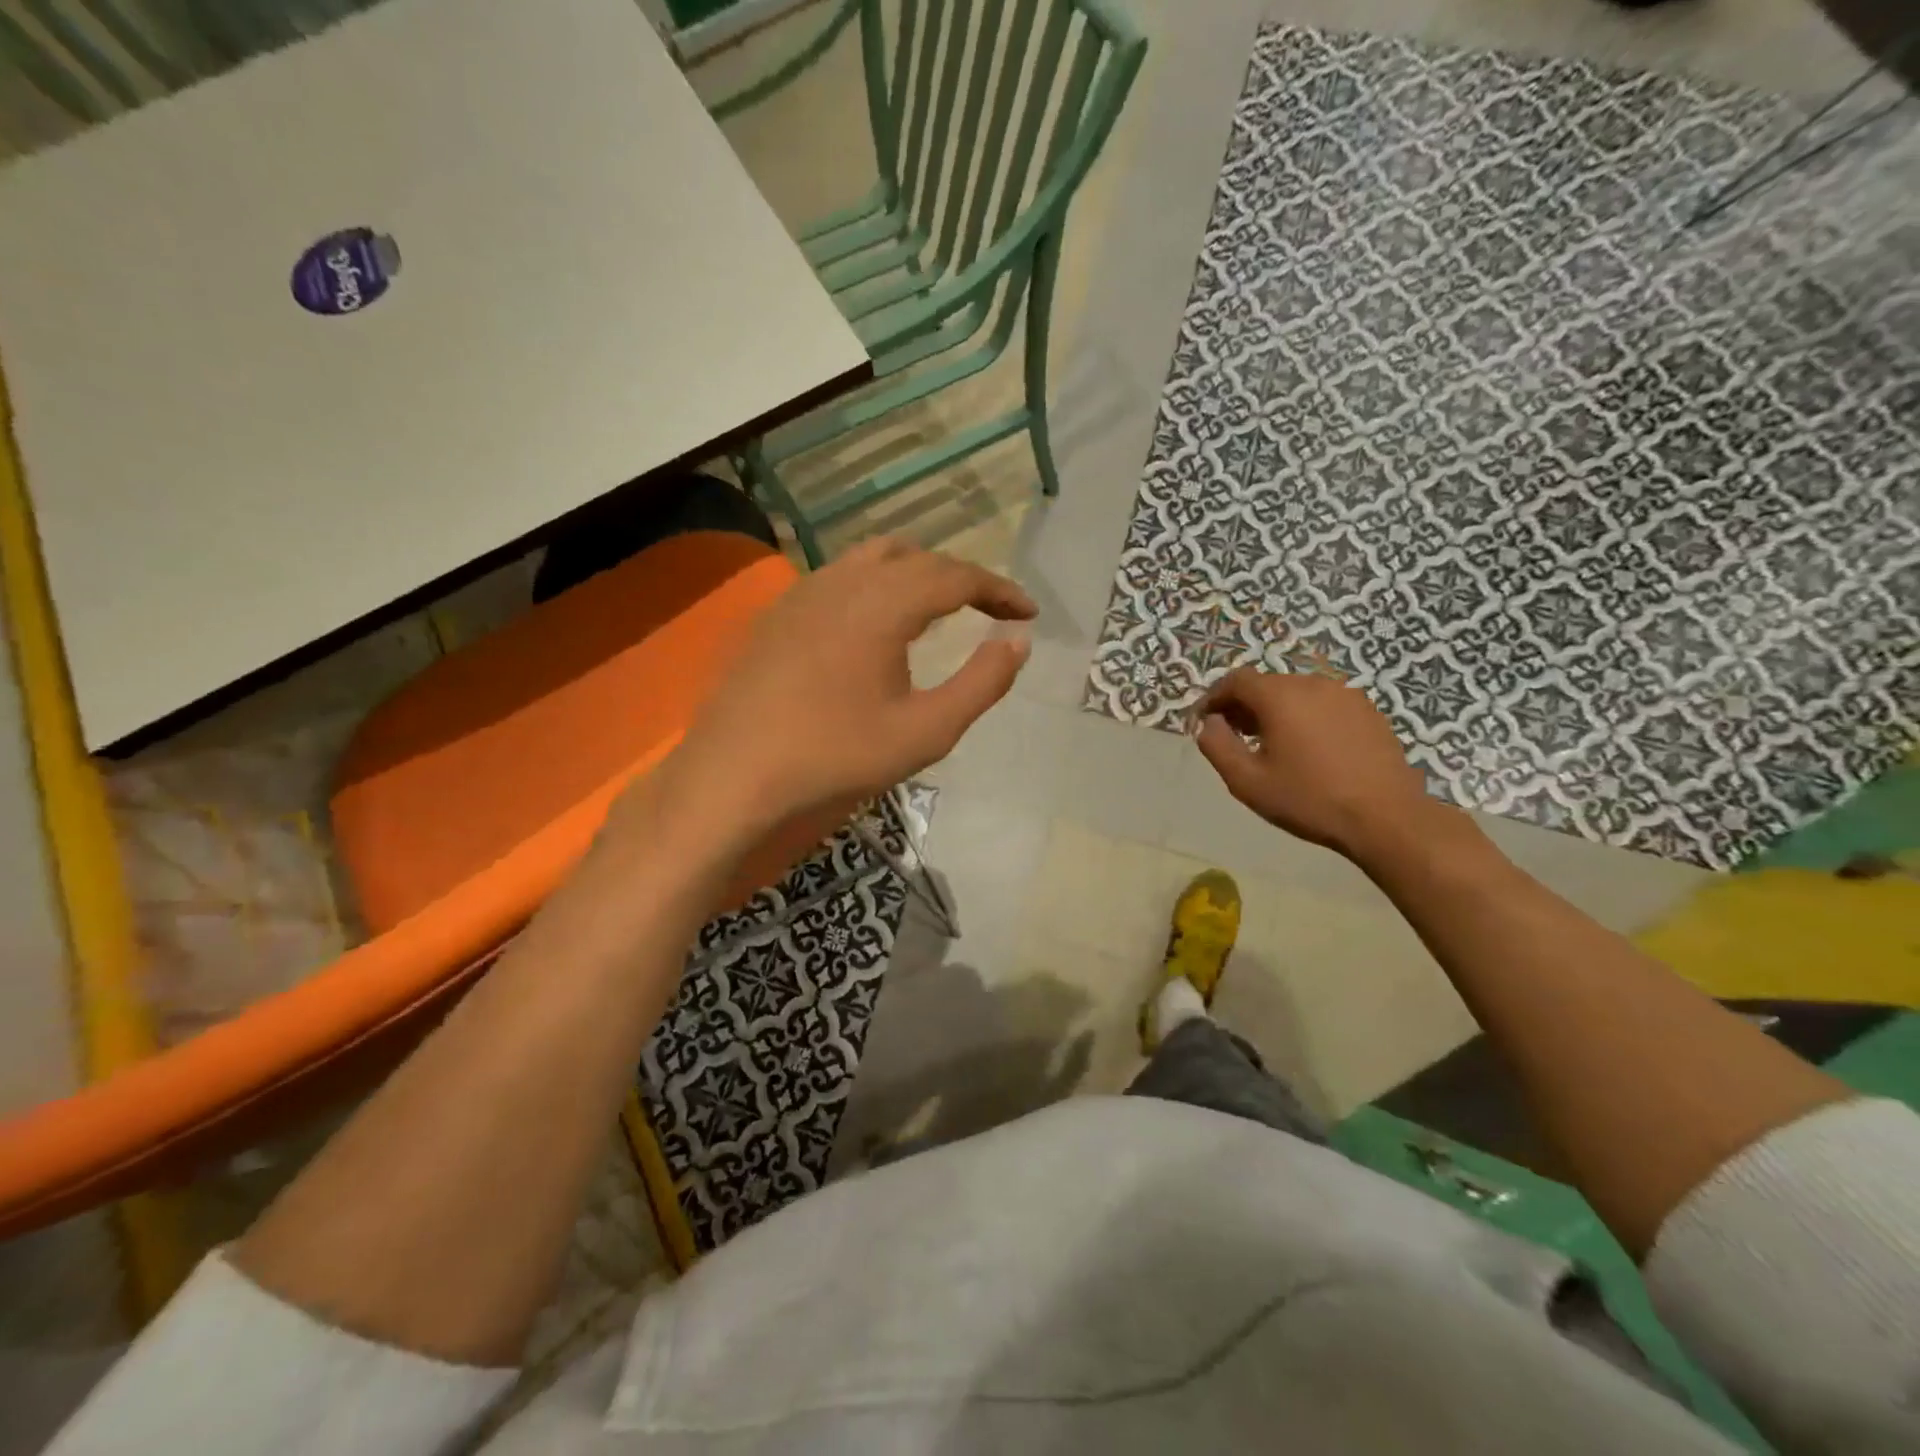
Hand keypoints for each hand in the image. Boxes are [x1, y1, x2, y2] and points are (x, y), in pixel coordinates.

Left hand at [660, 537, 1034, 834]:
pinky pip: (839, 578)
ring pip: (872, 558)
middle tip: (987, 609)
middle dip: (960, 577)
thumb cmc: (835, 756)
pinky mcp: (776, 613)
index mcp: (883, 603)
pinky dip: (875, 585)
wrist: (734, 776)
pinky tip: (874, 624)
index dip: (999, 589)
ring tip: (937, 607)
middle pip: (916, 557)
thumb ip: (982, 683)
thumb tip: (1018, 641)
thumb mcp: (925, 731)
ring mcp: (802, 592)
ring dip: (915, 573)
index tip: (1027, 612)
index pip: (957, 576)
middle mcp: (843, 581)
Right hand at [1193, 666, 1434, 861]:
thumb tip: (1209, 723)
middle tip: (1233, 735)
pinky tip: (1307, 748)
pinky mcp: (1368, 711)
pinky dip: (1305, 716)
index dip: (1214, 698)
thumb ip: (1217, 746)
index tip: (1204, 721)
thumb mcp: (1247, 781)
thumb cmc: (1308, 799)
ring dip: (1275, 710)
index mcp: (1280, 696)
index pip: (1236, 680)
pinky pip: (1323, 704)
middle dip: (1244, 705)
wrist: (1385, 817)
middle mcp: (1312, 684)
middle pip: (1267, 684)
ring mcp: (1345, 694)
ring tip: (1270, 743)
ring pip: (1296, 693)